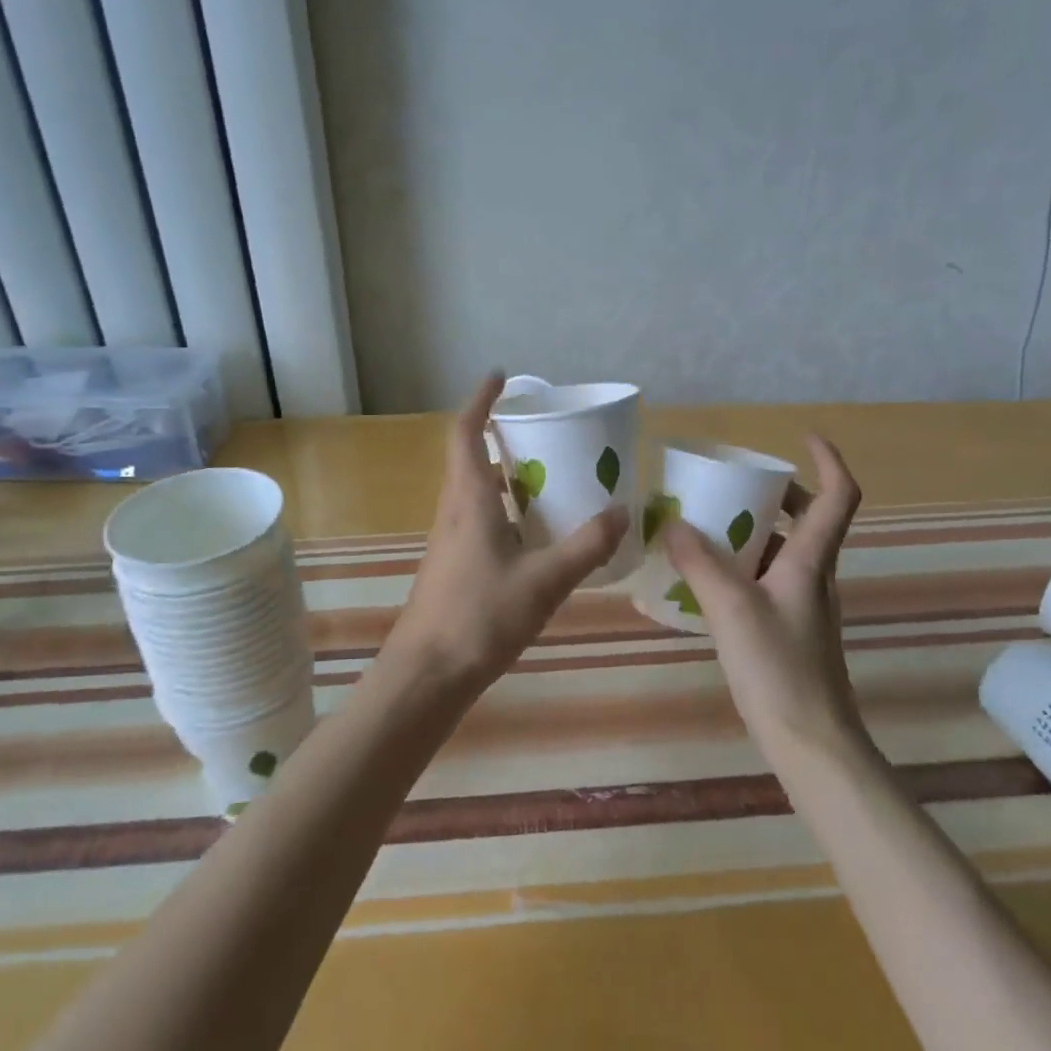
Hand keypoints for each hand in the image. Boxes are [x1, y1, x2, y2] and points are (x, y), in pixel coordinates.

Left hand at [379, 373, 629, 702]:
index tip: (499, 377)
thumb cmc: (480, 617)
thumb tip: (623, 512)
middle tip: (542, 431)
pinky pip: (481, 521)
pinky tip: (536, 535)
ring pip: (476, 492)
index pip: (465, 433)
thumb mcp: (543, 581)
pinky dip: (507, 511)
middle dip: (501, 436)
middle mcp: (454, 511)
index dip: (480, 400)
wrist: (427, 673)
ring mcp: (450, 541)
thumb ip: (585, 546)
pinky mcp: (454, 566)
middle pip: (471, 458)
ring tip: (549, 477)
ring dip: (506, 476)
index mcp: (469, 500)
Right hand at [662, 435, 863, 753]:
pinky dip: (743, 565)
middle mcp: (813, 576)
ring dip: (754, 530)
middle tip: (733, 485)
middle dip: (777, 494)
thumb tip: (671, 522)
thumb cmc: (779, 669)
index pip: (838, 496)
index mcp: (810, 561)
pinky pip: (768, 579)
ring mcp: (803, 605)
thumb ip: (699, 563)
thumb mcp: (731, 609)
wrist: (811, 742)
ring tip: (708, 526)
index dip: (827, 460)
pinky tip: (708, 579)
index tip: (801, 438)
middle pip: (809, 520)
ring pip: (784, 551)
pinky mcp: (788, 629)